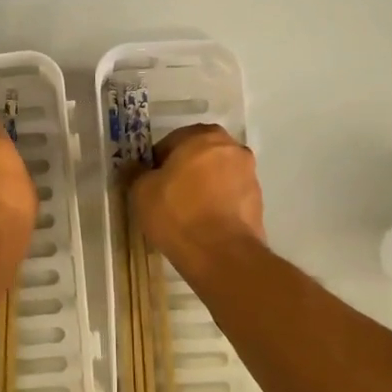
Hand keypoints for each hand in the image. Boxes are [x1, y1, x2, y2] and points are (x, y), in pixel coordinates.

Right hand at [129, 123, 264, 277]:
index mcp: (204, 136)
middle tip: (165, 195)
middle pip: (199, 156)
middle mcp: (232, 148)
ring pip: (217, 176)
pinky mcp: (258, 202)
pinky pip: (229, 197)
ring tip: (184, 213)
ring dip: (202, 187)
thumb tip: (133, 167)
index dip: (156, 162)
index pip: (172, 141)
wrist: (221, 254)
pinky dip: (217, 204)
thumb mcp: (142, 192)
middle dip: (183, 171)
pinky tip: (202, 224)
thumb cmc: (177, 213)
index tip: (148, 182)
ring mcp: (250, 175)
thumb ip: (136, 173)